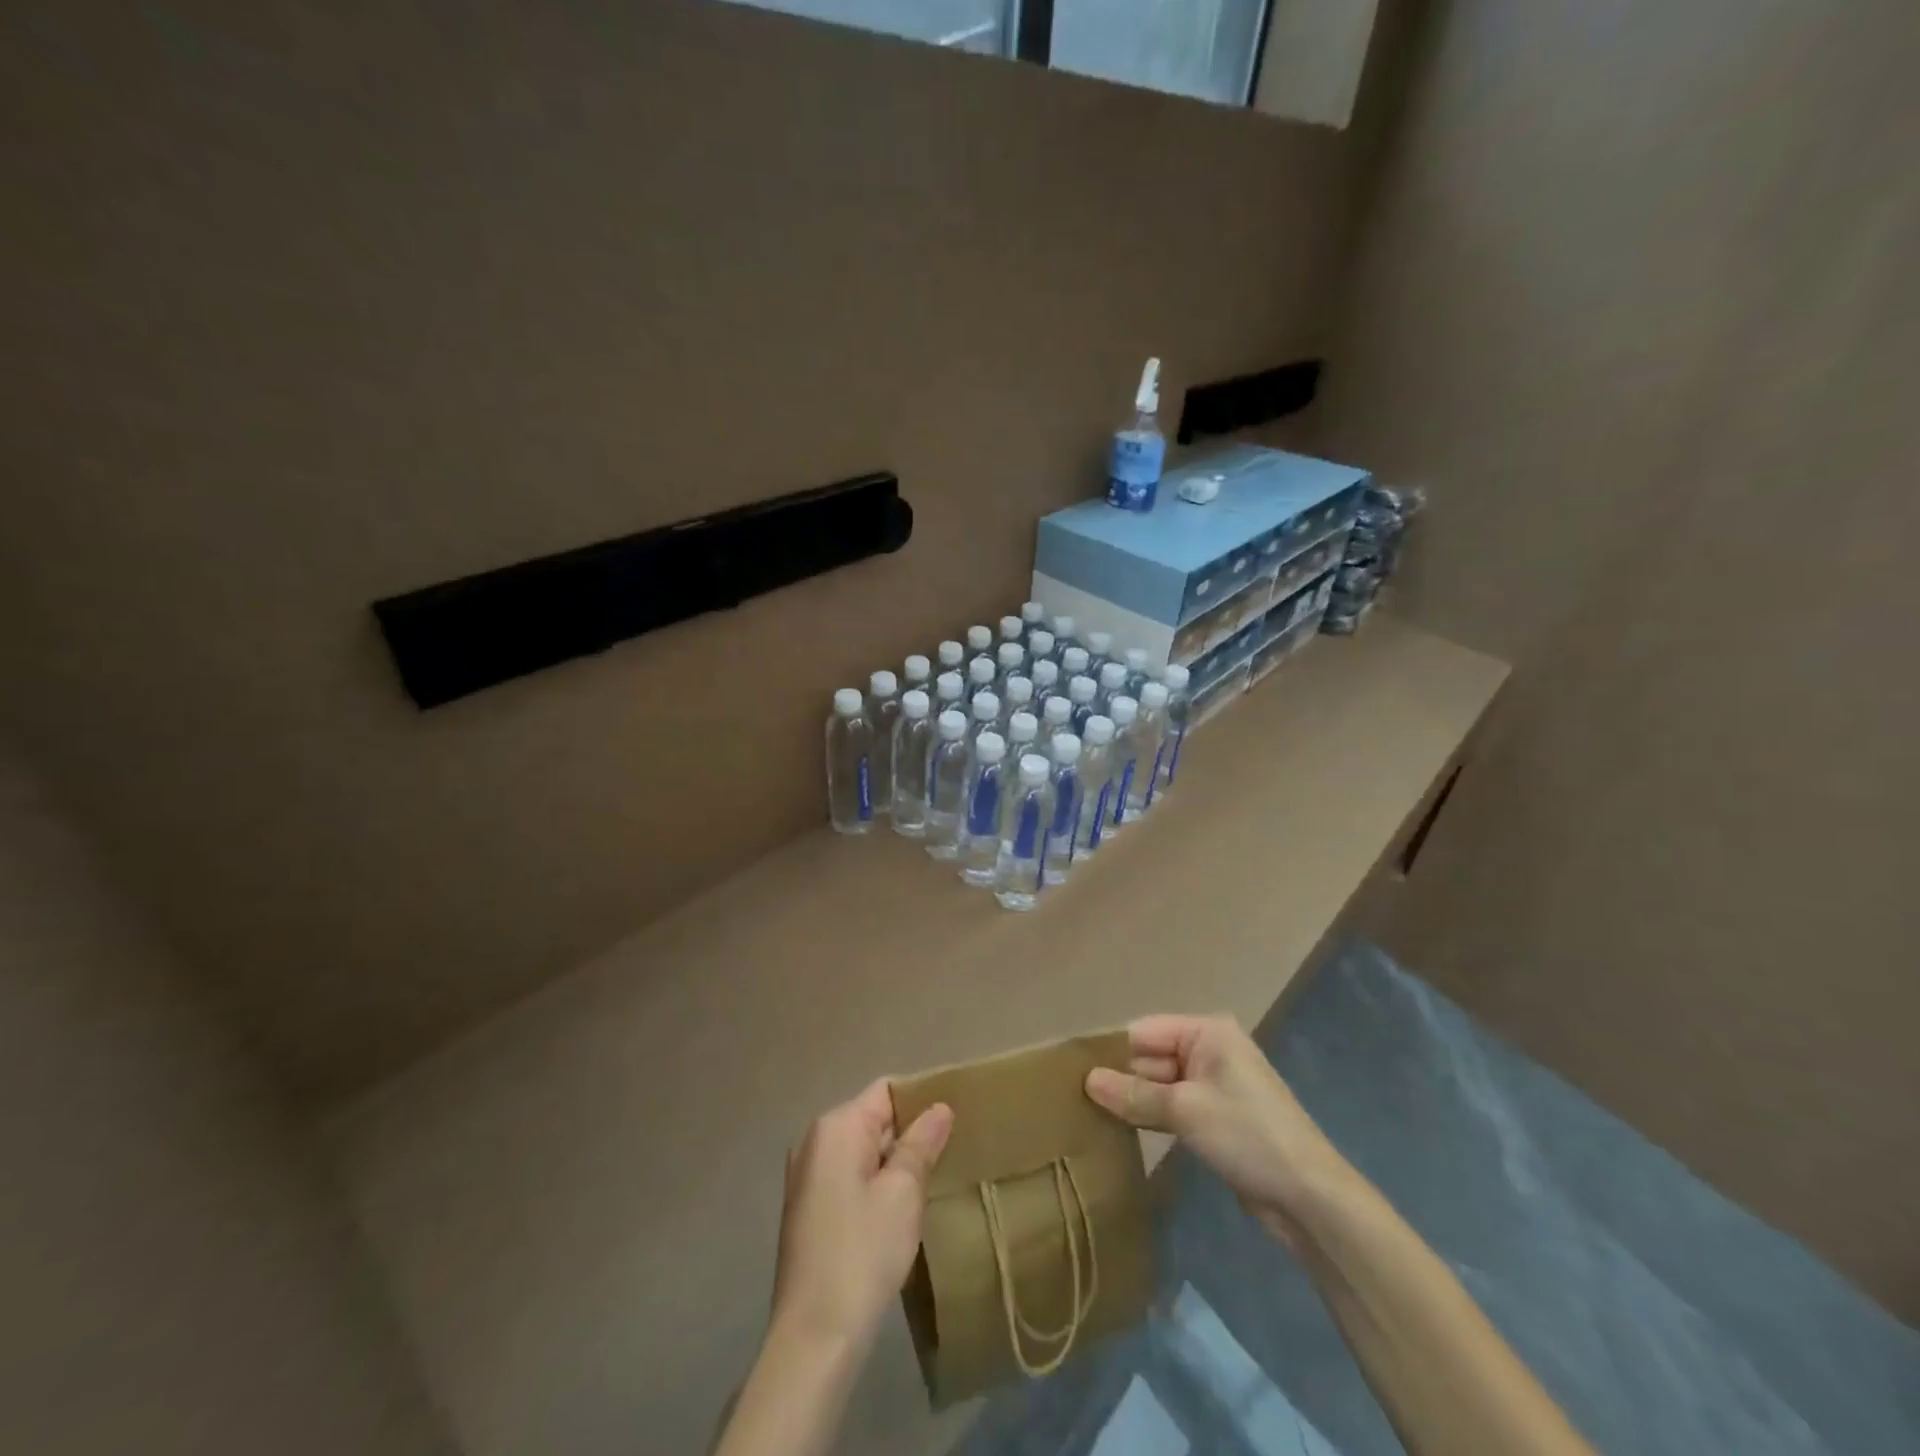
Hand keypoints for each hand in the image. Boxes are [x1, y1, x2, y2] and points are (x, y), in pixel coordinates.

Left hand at [770, 1079, 953, 1351]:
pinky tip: (898, 1211)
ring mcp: (806, 1176)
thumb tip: (940, 1107)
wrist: (813, 1338)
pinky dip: (874, 1184)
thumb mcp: (903, 1193)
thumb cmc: (863, 1253)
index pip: (886, 1092)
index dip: (921, 1100)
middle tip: (949, 1155)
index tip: (954, 1120)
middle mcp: (814, 1141)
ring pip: (862, 1151)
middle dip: (909, 1134)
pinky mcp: (807, 1209)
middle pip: (872, 1119)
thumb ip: (922, 1143)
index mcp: (836, 1127)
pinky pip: (848, 1177)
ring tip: (930, 1182)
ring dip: (893, 1163)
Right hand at [1085, 1015, 1349, 1239]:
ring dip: (1134, 1100)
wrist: (1309, 1197)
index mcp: (1206, 1032)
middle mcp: (1209, 1050)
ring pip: (1159, 1084)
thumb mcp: (1185, 1111)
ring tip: (1089, 1114)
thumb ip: (1134, 1095)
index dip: (1111, 1051)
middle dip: (1120, 1078)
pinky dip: (1152, 1116)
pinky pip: (1173, 1106)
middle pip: (1151, 1057)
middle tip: (1075, 1099)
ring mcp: (1214, 1084)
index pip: (1144, 1032)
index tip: (1072, 1072)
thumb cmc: (1247, 1136)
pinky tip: (1122, 1130)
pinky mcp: (1215, 1116)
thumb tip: (1087, 1081)